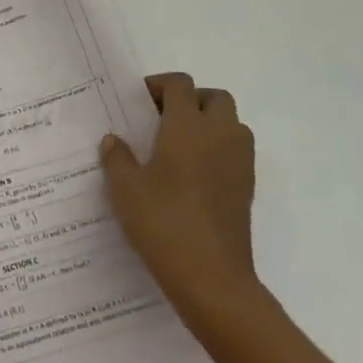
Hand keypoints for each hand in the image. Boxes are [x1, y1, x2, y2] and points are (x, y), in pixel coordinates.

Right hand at [102, 72, 256, 314]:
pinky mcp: (247, 187)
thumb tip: (114, 140)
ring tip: (179, 146)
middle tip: (162, 119)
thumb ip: (117, 158)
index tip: (139, 102)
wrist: (212, 278)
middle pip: (214, 97)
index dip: (159, 85)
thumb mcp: (126, 189)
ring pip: (231, 123)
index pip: (180, 84)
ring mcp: (239, 161)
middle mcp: (219, 134)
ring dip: (209, 123)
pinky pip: (236, 151)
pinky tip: (193, 175)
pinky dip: (219, 149)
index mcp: (188, 126)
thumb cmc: (164, 223)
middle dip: (190, 99)